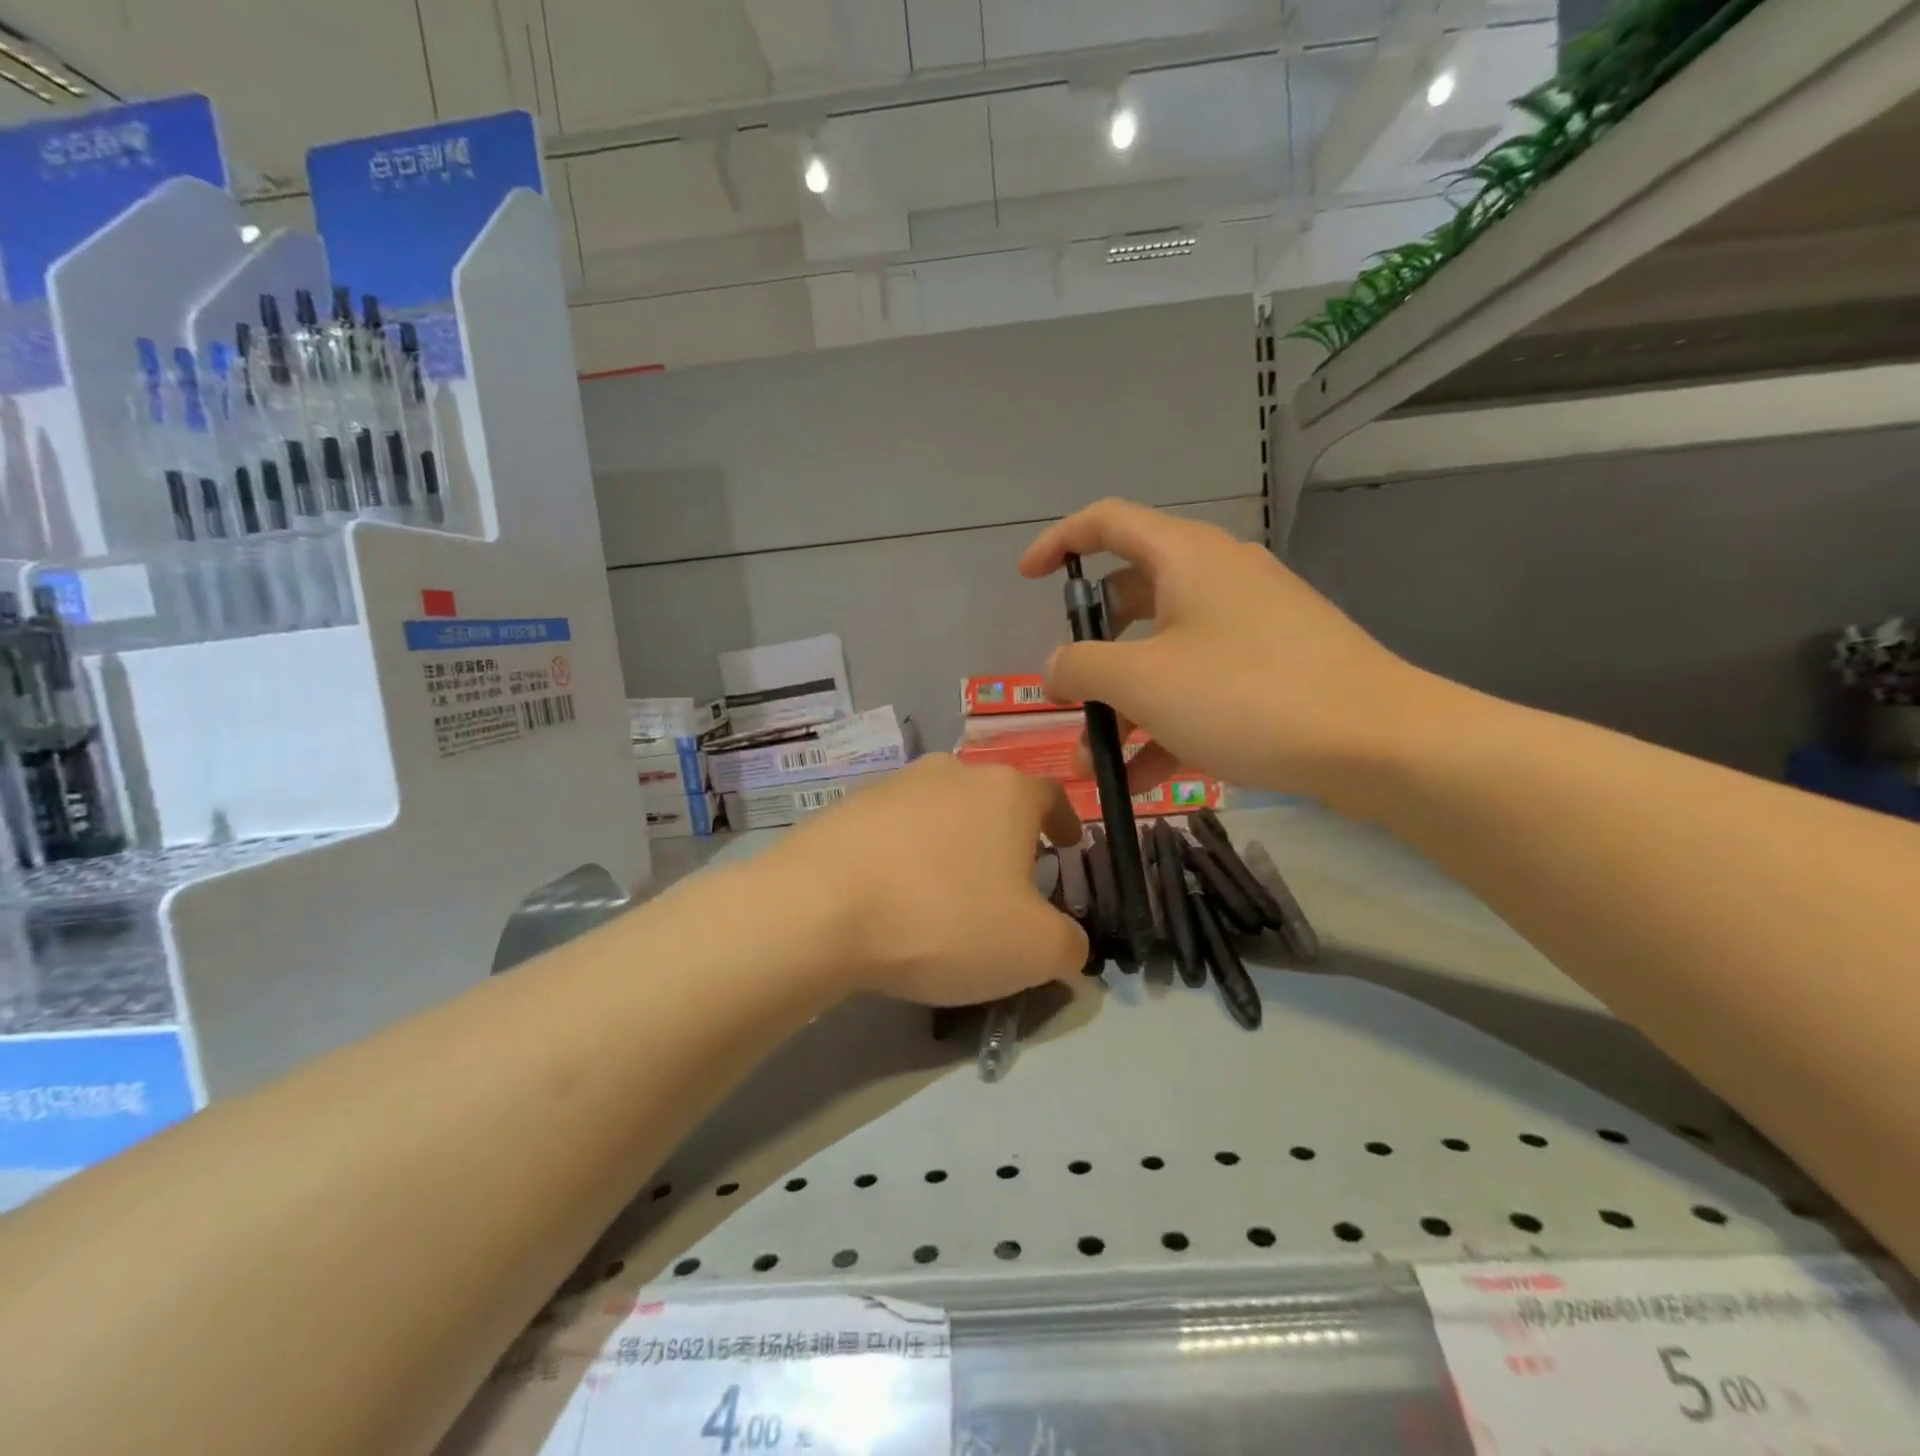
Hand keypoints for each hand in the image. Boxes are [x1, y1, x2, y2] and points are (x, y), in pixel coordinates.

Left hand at [760, 756, 1087, 1005]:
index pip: (1051, 796)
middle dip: (1006, 837)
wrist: (820, 908)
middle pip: (992, 801)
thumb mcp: (1033, 950)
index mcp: (1006, 792)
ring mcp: (894, 784)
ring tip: (945, 892)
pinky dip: (904, 855)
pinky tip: (892, 896)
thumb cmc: (945, 919)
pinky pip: (892, 830)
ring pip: (940, 812)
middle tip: (1006, 882)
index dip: (1065, 822)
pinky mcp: (846, 807)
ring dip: (952, 844)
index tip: (1068, 846)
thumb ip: (1069, 945)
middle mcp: (952, 772)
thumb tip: (1071, 945)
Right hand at [1019, 498, 1438, 812]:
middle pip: (1132, 600)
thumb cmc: (1245, 694)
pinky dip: (1166, 724)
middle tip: (1068, 696)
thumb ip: (1082, 667)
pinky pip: (1201, 687)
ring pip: (1165, 654)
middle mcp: (1217, 578)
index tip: (1027, 579)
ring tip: (1096, 763)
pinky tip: (1143, 781)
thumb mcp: (1143, 681)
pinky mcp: (1272, 669)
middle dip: (1092, 655)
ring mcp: (1249, 625)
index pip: (1107, 522)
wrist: (1376, 742)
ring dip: (1124, 705)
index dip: (1059, 542)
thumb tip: (1055, 667)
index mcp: (1186, 556)